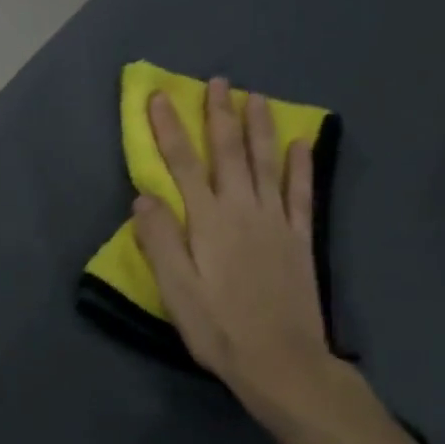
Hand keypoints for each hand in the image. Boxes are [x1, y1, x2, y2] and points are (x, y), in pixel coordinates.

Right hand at [132, 78, 374, 435]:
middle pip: (229, 153)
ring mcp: (276, 222)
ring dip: (259, 128)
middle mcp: (243, 210)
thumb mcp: (176, 289)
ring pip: (266, 163)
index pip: (183, 163)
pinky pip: (301, 194)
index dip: (168, 128)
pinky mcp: (299, 239)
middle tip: (218, 81)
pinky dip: (300, 167)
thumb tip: (144, 196)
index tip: (158, 97)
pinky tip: (300, 144)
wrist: (282, 362)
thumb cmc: (219, 328)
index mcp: (208, 220)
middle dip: (219, 115)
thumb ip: (160, 240)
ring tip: (256, 97)